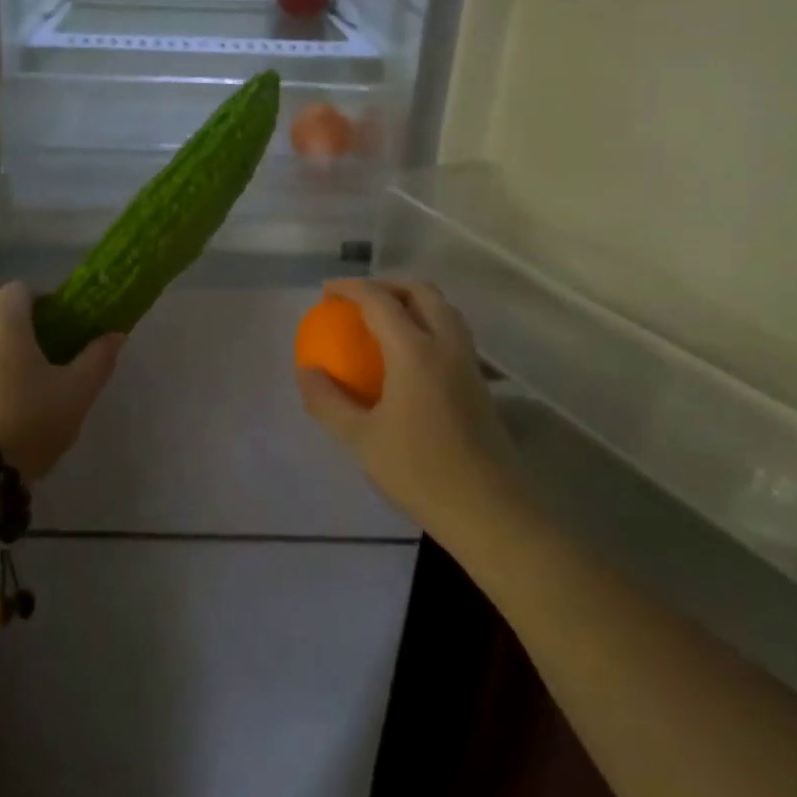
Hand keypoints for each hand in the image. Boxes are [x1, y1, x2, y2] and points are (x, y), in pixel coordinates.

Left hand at [0, 282, 123, 480]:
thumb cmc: (28, 424)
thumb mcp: (76, 394)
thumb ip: (98, 359)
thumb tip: (115, 334)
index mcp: (4, 323)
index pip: (20, 289)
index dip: (43, 302)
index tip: (60, 327)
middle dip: (19, 330)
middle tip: (44, 361)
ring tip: (14, 390)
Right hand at [296, 278, 514, 529]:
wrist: (490, 512)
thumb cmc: (420, 472)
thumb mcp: (360, 439)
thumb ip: (327, 401)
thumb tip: (306, 371)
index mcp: (416, 352)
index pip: (380, 301)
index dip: (351, 288)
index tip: (326, 291)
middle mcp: (447, 346)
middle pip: (421, 292)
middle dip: (387, 284)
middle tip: (357, 299)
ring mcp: (469, 363)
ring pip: (444, 309)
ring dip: (412, 301)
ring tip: (383, 318)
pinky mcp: (480, 383)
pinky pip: (453, 333)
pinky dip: (427, 323)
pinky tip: (409, 354)